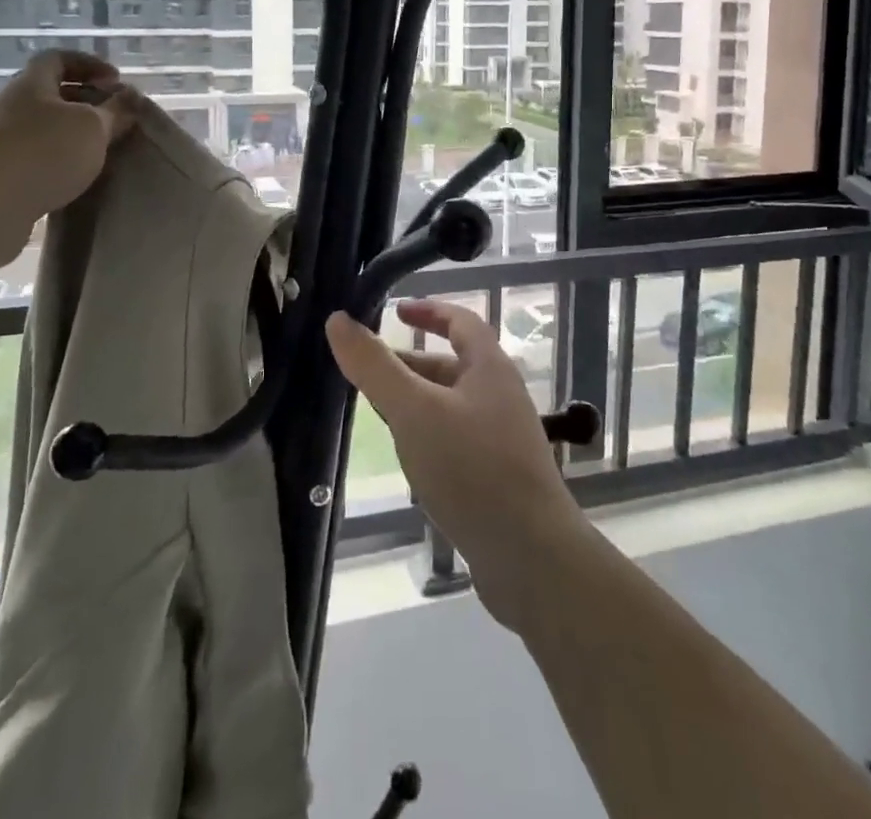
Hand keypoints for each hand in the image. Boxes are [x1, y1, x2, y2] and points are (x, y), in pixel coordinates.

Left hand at [0, 50, 137, 274]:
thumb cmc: (41, 153)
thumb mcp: (92, 127)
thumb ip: (115, 111)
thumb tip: (129, 98)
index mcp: (31, 86)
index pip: (58, 59)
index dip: (89, 64)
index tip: (116, 82)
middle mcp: (12, 109)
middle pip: (51, 96)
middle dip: (86, 104)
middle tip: (116, 120)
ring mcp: (1, 145)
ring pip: (45, 131)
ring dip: (74, 139)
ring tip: (104, 154)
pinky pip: (37, 163)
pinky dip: (60, 167)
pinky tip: (79, 182)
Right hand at [327, 299, 587, 628]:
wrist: (532, 558)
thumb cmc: (472, 469)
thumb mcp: (414, 411)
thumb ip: (375, 366)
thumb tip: (338, 319)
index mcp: (490, 368)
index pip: (461, 321)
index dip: (429, 310)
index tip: (395, 311)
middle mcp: (501, 396)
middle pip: (452, 365)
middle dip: (411, 365)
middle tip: (368, 375)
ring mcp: (503, 439)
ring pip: (451, 406)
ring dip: (417, 403)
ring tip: (379, 417)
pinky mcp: (499, 477)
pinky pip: (457, 441)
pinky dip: (429, 437)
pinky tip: (410, 461)